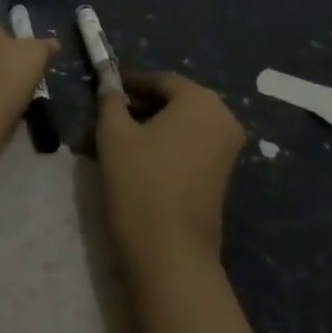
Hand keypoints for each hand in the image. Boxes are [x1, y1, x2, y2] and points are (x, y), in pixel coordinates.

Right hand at [98, 71, 245, 270]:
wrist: (171, 252)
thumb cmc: (141, 182)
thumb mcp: (114, 133)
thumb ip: (110, 101)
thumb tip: (108, 84)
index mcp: (200, 100)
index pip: (160, 80)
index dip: (130, 83)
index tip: (104, 90)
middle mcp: (222, 118)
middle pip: (175, 100)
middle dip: (142, 103)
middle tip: (109, 114)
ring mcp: (227, 148)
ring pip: (183, 123)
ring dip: (153, 124)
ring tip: (119, 137)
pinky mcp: (222, 174)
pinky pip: (192, 143)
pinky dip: (167, 143)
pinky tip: (140, 157)